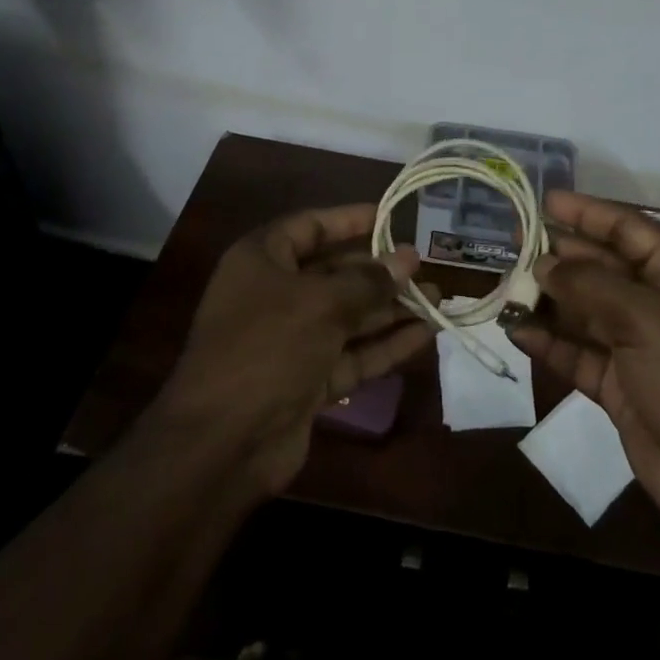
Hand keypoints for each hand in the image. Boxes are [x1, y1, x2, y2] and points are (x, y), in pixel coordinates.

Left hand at [150, 204, 430, 497]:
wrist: (223, 443)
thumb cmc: (267, 346)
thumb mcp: (321, 303)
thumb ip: (369, 280)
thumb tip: (408, 259)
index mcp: (262, 260)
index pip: (310, 226)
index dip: (350, 219)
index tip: (392, 216)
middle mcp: (275, 294)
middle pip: (335, 272)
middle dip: (380, 270)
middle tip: (425, 264)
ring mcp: (291, 340)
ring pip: (349, 315)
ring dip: (391, 308)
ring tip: (437, 298)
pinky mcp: (308, 380)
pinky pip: (353, 353)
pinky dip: (386, 344)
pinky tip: (426, 333)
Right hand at [509, 191, 659, 544]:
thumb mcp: (643, 317)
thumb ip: (589, 285)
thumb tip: (544, 265)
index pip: (627, 228)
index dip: (587, 212)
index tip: (545, 201)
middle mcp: (657, 303)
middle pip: (601, 267)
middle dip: (560, 255)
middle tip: (515, 242)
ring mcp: (638, 345)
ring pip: (585, 310)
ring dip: (549, 300)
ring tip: (507, 286)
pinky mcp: (620, 384)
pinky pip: (578, 353)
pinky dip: (550, 343)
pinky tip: (517, 332)